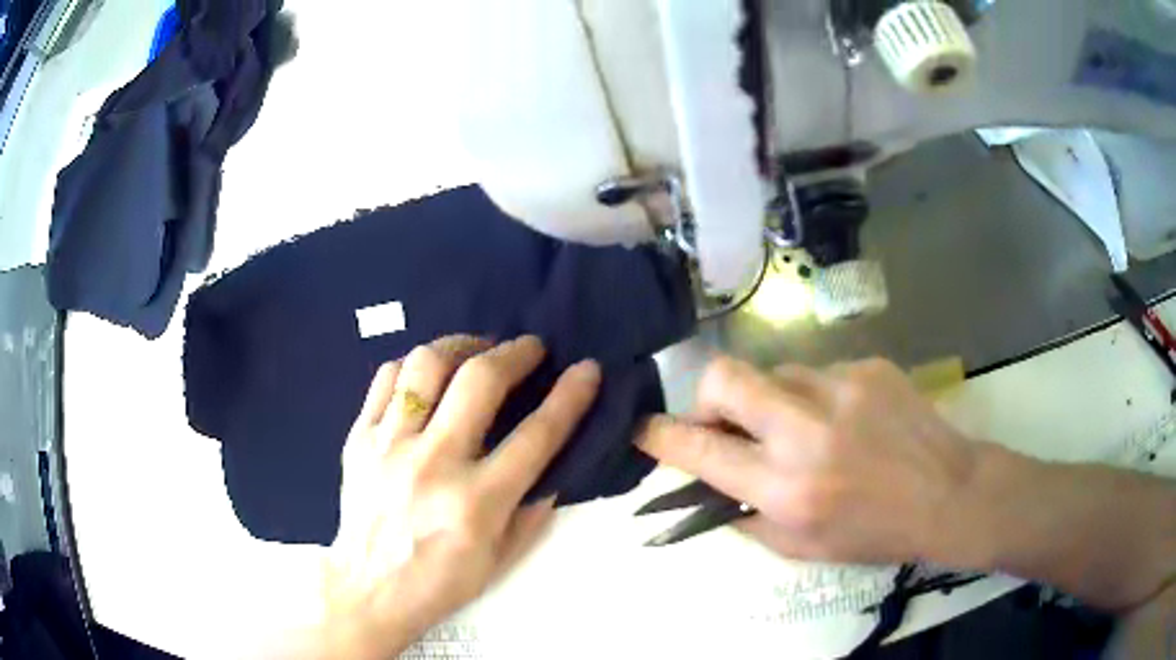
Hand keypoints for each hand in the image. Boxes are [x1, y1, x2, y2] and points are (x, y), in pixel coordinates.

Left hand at [315, 335, 600, 658]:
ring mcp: (389, 446)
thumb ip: (533, 510)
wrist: (368, 590)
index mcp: (477, 502)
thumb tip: (554, 464)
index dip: (570, 395)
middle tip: (530, 347)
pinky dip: (414, 367)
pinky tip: (428, 377)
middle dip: (515, 352)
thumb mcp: (501, 559)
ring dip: (461, 346)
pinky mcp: (359, 438)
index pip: (537, 434)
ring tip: (476, 353)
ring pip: (426, 365)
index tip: (587, 369)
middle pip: (479, 380)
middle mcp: (433, 464)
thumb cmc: (440, 581)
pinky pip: (386, 379)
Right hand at [637, 356, 977, 564]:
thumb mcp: (800, 547)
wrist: (948, 493)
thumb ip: (748, 514)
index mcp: (787, 488)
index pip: (702, 452)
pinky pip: (818, 373)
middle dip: (708, 397)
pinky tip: (845, 420)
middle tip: (724, 421)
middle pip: (725, 379)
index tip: (644, 428)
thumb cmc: (873, 533)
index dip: (661, 437)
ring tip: (803, 427)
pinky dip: (816, 397)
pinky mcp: (867, 365)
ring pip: (773, 373)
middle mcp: (807, 431)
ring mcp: (841, 388)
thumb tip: (712, 483)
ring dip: (771, 400)